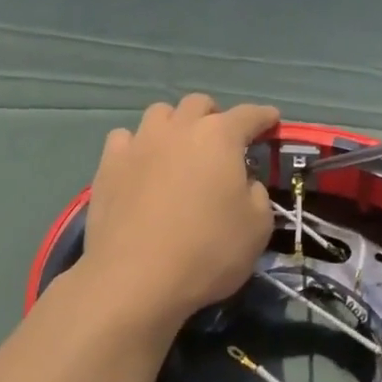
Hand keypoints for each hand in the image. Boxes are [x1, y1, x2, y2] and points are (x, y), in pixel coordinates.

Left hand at [80, 94, 280, 336]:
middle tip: (220, 140)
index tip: (271, 119)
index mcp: (220, 136)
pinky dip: (136, 146)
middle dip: (214, 115)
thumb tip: (244, 182)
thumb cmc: (207, 251)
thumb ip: (257, 194)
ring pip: (160, 113)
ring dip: (174, 124)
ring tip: (177, 148)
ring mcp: (140, 142)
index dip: (263, 116)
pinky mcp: (109, 163)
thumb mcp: (257, 228)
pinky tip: (139, 164)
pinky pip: (125, 138)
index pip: (249, 114)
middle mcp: (180, 128)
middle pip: (199, 104)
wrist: (135, 278)